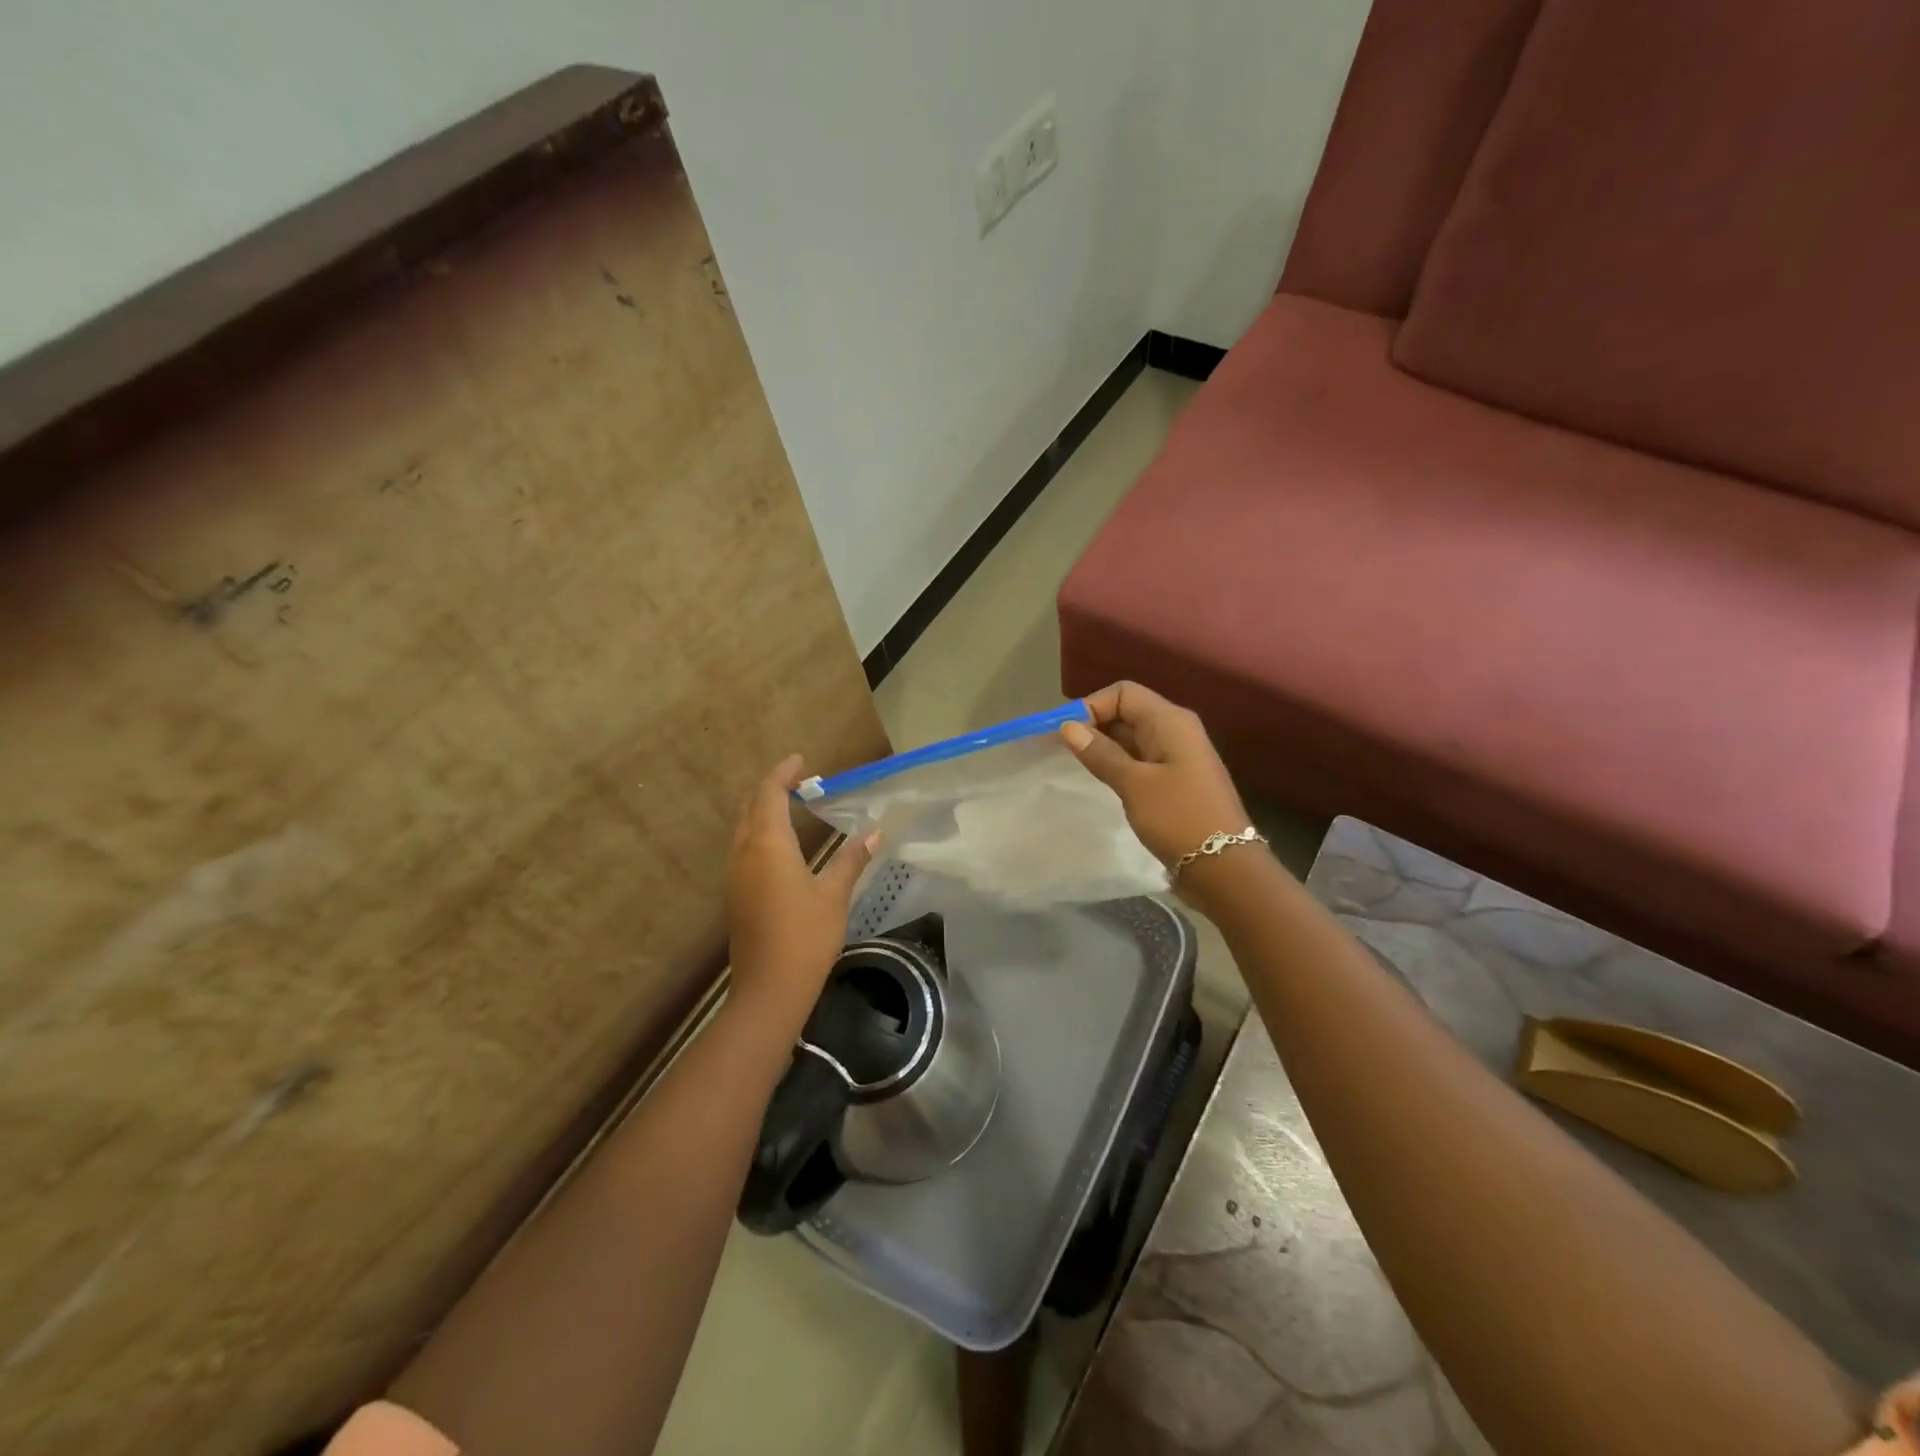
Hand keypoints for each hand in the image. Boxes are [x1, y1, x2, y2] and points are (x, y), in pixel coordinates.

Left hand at [726, 755, 877, 1022]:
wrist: (769, 990)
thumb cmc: (806, 937)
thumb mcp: (834, 895)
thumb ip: (852, 859)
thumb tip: (875, 832)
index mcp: (768, 846)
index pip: (769, 794)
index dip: (782, 773)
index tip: (800, 760)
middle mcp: (744, 853)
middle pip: (750, 807)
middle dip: (771, 789)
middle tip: (799, 782)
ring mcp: (734, 875)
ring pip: (742, 828)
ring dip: (762, 810)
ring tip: (791, 806)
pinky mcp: (734, 894)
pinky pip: (742, 848)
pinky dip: (758, 832)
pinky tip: (780, 845)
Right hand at [1059, 682, 1251, 871]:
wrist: (1225, 868)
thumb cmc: (1179, 818)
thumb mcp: (1134, 784)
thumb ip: (1101, 753)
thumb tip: (1069, 726)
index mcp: (1170, 721)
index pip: (1123, 693)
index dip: (1092, 706)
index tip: (1065, 734)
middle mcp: (1175, 731)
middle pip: (1128, 712)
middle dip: (1095, 726)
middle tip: (1064, 753)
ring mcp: (1177, 757)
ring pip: (1132, 738)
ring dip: (1105, 748)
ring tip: (1078, 768)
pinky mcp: (1175, 781)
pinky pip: (1140, 760)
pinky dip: (1119, 765)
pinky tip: (1103, 782)